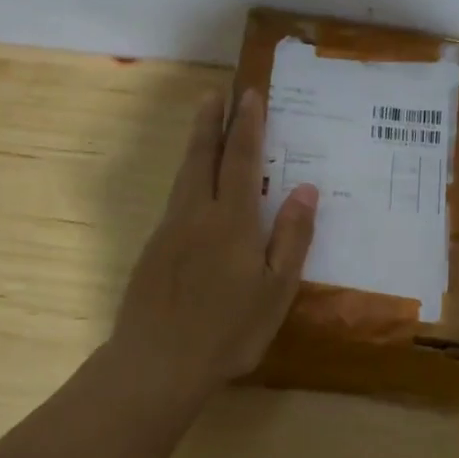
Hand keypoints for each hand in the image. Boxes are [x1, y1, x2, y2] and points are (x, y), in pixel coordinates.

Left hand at [109, 87, 317, 402]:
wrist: (156, 363)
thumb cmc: (228, 330)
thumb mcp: (276, 289)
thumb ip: (291, 237)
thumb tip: (305, 189)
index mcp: (231, 220)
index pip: (241, 160)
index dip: (247, 126)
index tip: (250, 95)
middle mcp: (196, 214)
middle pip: (203, 157)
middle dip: (211, 122)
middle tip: (216, 93)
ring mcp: (170, 231)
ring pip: (184, 176)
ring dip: (196, 144)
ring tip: (203, 124)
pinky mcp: (153, 250)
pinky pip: (175, 199)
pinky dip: (188, 177)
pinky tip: (193, 187)